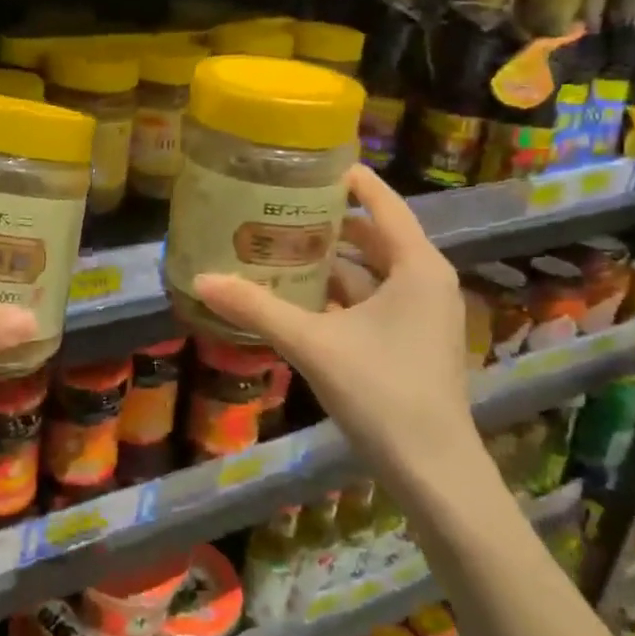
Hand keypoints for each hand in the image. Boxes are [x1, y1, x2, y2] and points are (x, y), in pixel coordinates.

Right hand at [191, 165, 479, 503]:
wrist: (434, 473)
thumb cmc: (383, 392)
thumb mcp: (313, 344)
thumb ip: (257, 308)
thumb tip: (200, 279)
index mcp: (416, 266)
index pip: (381, 202)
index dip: (348, 179)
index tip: (306, 162)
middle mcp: (424, 281)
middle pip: (372, 236)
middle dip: (327, 222)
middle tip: (277, 207)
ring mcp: (420, 314)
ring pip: (369, 272)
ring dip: (328, 262)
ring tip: (278, 246)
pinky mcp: (410, 342)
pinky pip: (370, 302)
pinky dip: (337, 295)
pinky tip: (296, 298)